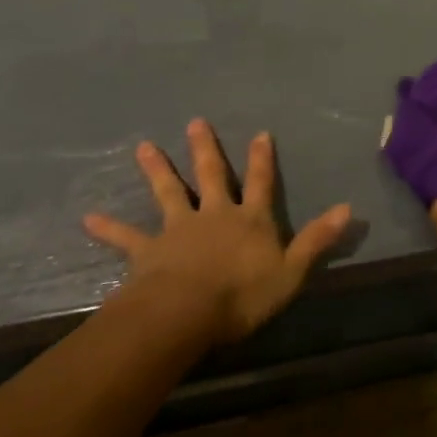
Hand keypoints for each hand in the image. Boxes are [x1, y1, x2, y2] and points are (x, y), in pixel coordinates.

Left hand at [85, 119, 349, 342]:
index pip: (261, 182)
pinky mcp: (148, 252)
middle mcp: (215, 215)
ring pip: (168, 193)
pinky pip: (126, 238)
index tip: (260, 133)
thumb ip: (318, 238)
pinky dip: (108, 228)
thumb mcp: (292, 270)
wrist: (184, 314)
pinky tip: (87, 219)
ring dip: (157, 170)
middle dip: (206, 149)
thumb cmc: (242, 294)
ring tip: (143, 148)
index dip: (262, 159)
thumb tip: (349, 208)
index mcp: (250, 219)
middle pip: (211, 176)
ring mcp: (178, 230)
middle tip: (195, 123)